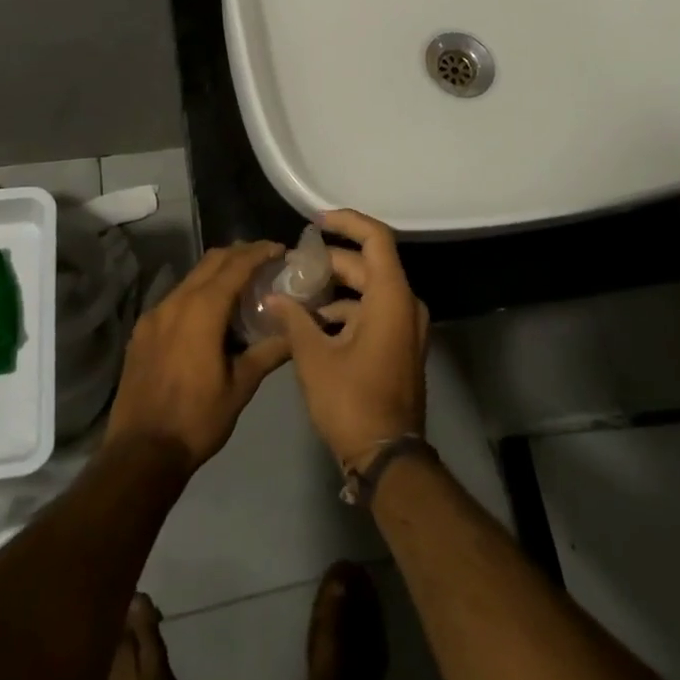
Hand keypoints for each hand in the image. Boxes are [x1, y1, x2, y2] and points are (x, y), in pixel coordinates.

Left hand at [105, 242, 291, 472]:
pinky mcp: (142, 331)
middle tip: (264, 260)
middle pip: (211, 262)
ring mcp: (154, 315)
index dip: (259, 252)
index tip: (279, 249)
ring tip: (241, 285)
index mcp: (202, 310)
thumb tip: (296, 332)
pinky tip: (209, 314)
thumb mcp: (241, 386)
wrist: (140, 453)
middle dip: (239, 254)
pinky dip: (198, 293)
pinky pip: (175, 298)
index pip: (235, 266)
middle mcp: (175, 302)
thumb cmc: (197, 419)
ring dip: (217, 273)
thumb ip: (269, 352)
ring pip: (191, 278)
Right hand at [270, 210, 428, 467]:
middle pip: (368, 264)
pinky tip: (312, 323)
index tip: (315, 222)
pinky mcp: (399, 345)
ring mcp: (406, 327)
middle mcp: (405, 304)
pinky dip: (345, 311)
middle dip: (330, 261)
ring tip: (296, 293)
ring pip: (369, 289)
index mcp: (391, 297)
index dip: (347, 222)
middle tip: (292, 266)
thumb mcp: (314, 357)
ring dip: (335, 288)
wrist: (386, 458)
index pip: (376, 238)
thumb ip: (294, 319)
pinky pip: (373, 312)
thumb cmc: (351, 401)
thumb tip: (273, 298)